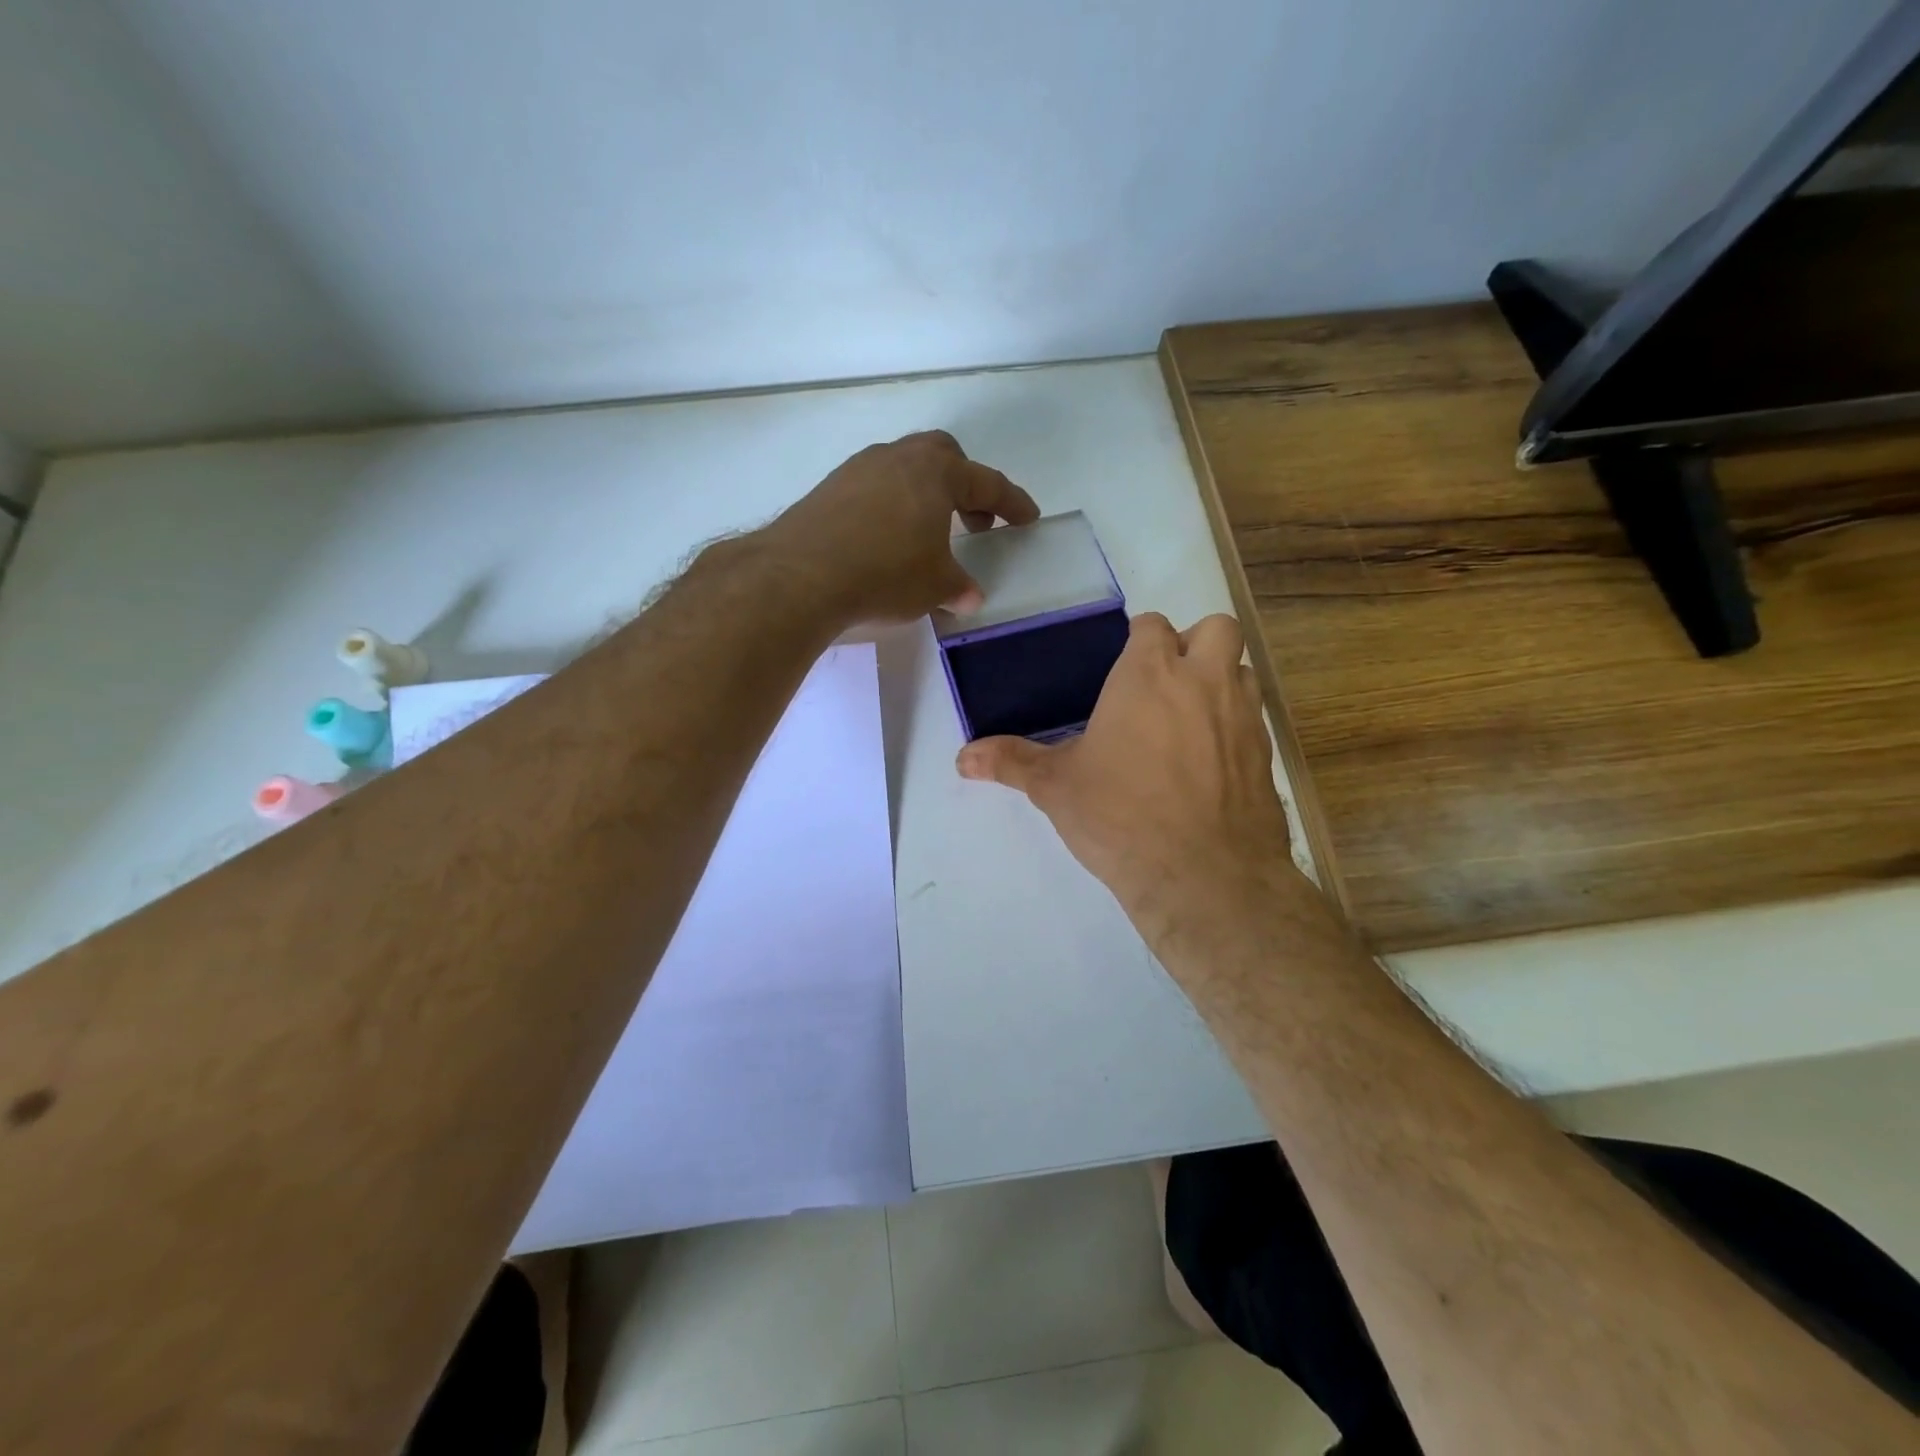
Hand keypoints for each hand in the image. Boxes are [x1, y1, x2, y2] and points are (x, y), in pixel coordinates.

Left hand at [765, 431, 1039, 624]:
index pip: (987, 483)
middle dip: (965, 484)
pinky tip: (886, 539)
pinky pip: (875, 487)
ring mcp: (859, 469)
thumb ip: (958, 587)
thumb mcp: (935, 587)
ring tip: (928, 534)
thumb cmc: (885, 574)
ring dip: (925, 494)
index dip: (1012, 502)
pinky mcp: (829, 488)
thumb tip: (968, 596)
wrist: (800, 576)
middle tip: (973, 521)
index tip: (1028, 518)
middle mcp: (899, 458)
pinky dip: (892, 505)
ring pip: (905, 468)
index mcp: (937, 473)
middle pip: (943, 456)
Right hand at [956, 612, 1303, 937]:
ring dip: (1222, 680)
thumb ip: (1011, 763)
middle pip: (1215, 628)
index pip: (1152, 626)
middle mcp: (1202, 681)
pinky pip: (1256, 720)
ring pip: (1243, 670)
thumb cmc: (1119, 816)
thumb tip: (962, 757)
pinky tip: (1211, 763)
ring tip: (1191, 718)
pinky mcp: (1266, 755)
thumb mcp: (1055, 787)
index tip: (1125, 669)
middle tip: (1166, 684)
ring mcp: (1242, 716)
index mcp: (1147, 674)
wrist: (1202, 875)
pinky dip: (1237, 726)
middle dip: (1194, 644)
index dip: (1140, 641)